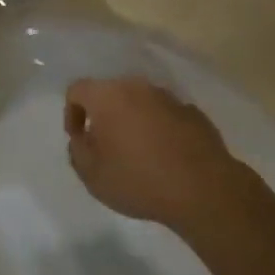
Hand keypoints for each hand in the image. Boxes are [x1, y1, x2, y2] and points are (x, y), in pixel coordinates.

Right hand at [63, 77, 243, 230]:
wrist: (203, 188)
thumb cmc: (138, 179)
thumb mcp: (92, 175)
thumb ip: (77, 150)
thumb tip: (82, 137)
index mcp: (107, 95)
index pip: (77, 90)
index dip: (72, 112)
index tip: (79, 139)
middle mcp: (137, 87)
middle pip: (111, 94)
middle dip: (104, 116)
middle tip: (106, 146)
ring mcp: (168, 97)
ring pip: (141, 103)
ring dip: (134, 121)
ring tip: (139, 154)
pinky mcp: (193, 112)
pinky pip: (166, 116)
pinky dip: (160, 129)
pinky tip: (166, 156)